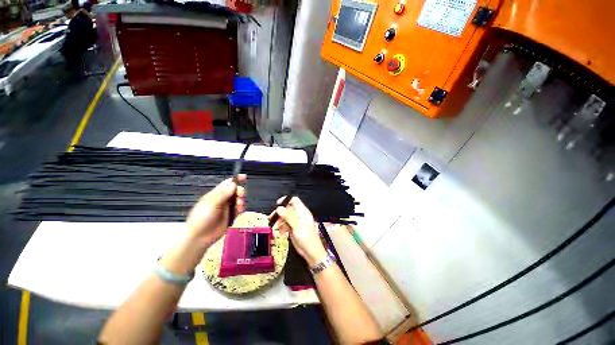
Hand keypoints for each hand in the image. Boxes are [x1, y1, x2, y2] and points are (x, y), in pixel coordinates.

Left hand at [186, 174, 245, 246]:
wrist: (200, 237)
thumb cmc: (202, 218)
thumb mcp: (211, 204)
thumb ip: (223, 194)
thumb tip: (233, 184)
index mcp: (215, 194)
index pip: (227, 183)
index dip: (236, 179)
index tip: (244, 177)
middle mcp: (222, 200)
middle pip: (235, 191)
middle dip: (240, 191)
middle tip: (241, 196)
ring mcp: (227, 208)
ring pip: (239, 200)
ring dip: (241, 201)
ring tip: (240, 206)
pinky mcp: (231, 216)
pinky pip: (239, 209)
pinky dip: (242, 209)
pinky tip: (240, 211)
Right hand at [270, 197, 326, 266]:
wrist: (311, 252)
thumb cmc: (307, 239)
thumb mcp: (297, 227)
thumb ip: (288, 216)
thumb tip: (280, 208)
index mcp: (303, 212)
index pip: (294, 200)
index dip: (286, 200)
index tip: (277, 205)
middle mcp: (299, 215)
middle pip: (288, 208)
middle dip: (280, 213)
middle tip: (273, 218)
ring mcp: (297, 222)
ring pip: (286, 216)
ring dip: (280, 221)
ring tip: (277, 228)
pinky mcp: (294, 228)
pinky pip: (286, 224)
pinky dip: (283, 227)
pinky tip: (283, 233)